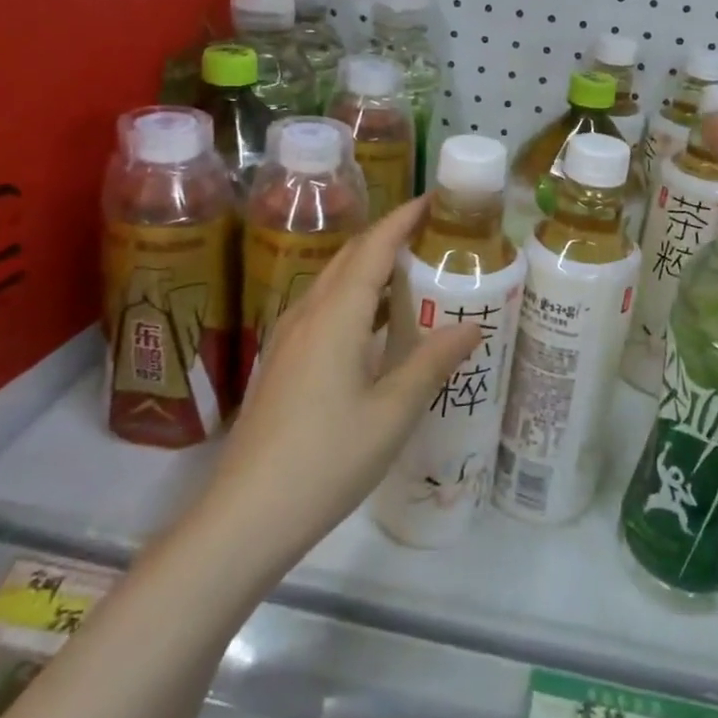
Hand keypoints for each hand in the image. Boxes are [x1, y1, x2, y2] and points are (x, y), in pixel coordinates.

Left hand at [206, 197, 482, 568]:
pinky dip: (355, 297)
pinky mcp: (282, 363)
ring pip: (334, 283)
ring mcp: (288, 339)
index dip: (404, 219)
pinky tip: (374, 324)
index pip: (373, 248)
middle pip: (350, 257)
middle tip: (433, 233)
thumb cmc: (327, 460)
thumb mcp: (392, 413)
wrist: (245, 517)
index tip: (436, 200)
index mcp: (335, 316)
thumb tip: (472, 325)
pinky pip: (324, 309)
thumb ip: (432, 362)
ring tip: (412, 270)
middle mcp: (307, 314)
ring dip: (371, 265)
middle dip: (389, 235)